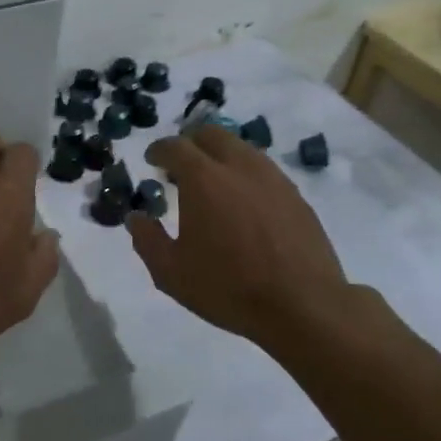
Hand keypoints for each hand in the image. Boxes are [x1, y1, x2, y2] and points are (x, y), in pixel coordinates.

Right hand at [126, 126, 366, 354]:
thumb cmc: (229, 288)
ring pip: (241, 148)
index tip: (152, 159)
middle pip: (211, 134)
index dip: (159, 150)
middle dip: (191, 143)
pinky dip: (245, 174)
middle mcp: (239, 167)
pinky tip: (244, 202)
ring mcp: (272, 178)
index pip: (175, 146)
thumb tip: (136, 217)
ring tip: (213, 183)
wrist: (304, 305)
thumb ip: (148, 240)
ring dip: (221, 156)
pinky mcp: (296, 195)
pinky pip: (264, 170)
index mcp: (203, 179)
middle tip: (181, 166)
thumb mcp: (172, 273)